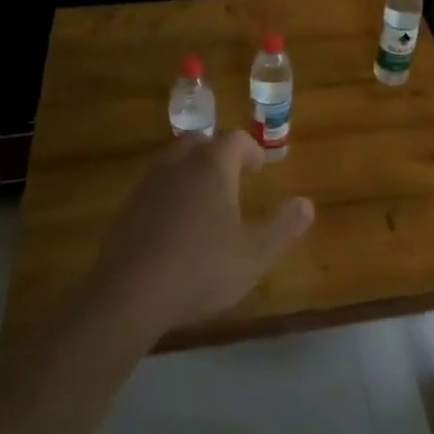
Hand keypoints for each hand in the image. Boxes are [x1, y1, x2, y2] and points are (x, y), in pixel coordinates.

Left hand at [86, 132, 313, 335]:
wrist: (128, 294)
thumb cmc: (201, 269)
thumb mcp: (255, 255)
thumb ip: (283, 227)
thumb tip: (307, 204)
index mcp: (213, 167)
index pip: (235, 139)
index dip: (251, 150)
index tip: (259, 168)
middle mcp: (179, 165)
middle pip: (200, 143)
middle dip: (218, 155)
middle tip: (232, 178)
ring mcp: (148, 184)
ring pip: (173, 163)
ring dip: (191, 173)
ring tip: (205, 203)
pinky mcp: (126, 208)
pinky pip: (154, 188)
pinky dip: (169, 196)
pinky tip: (174, 227)